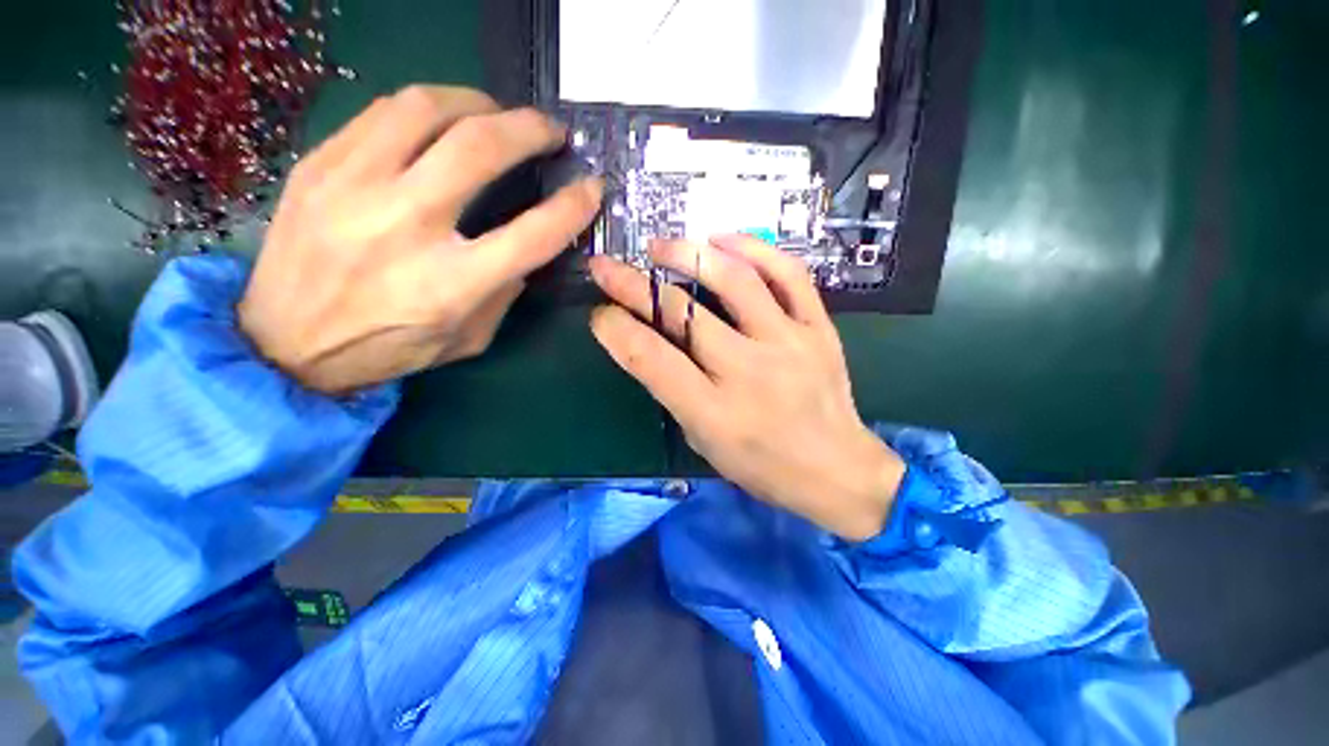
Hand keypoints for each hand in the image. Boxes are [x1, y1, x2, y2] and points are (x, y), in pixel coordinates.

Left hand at [239, 86, 602, 394]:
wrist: (284, 344)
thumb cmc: (389, 349)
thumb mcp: (469, 337)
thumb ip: (504, 291)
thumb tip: (526, 248)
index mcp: (451, 284)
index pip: (533, 233)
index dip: (572, 206)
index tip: (591, 187)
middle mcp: (405, 226)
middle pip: (479, 149)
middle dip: (528, 129)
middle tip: (549, 130)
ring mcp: (353, 187)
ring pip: (426, 109)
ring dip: (476, 102)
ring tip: (496, 113)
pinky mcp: (318, 166)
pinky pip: (381, 114)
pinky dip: (426, 109)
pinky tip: (441, 122)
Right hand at [589, 235, 904, 540]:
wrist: (837, 470)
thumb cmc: (762, 465)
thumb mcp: (703, 440)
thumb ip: (674, 389)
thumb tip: (647, 339)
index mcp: (714, 412)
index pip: (650, 358)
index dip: (615, 329)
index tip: (599, 312)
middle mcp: (749, 371)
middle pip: (682, 313)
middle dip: (633, 285)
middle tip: (608, 267)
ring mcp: (789, 343)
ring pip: (735, 280)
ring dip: (689, 254)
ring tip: (661, 247)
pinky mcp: (819, 328)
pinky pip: (788, 274)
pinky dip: (753, 249)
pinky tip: (722, 241)